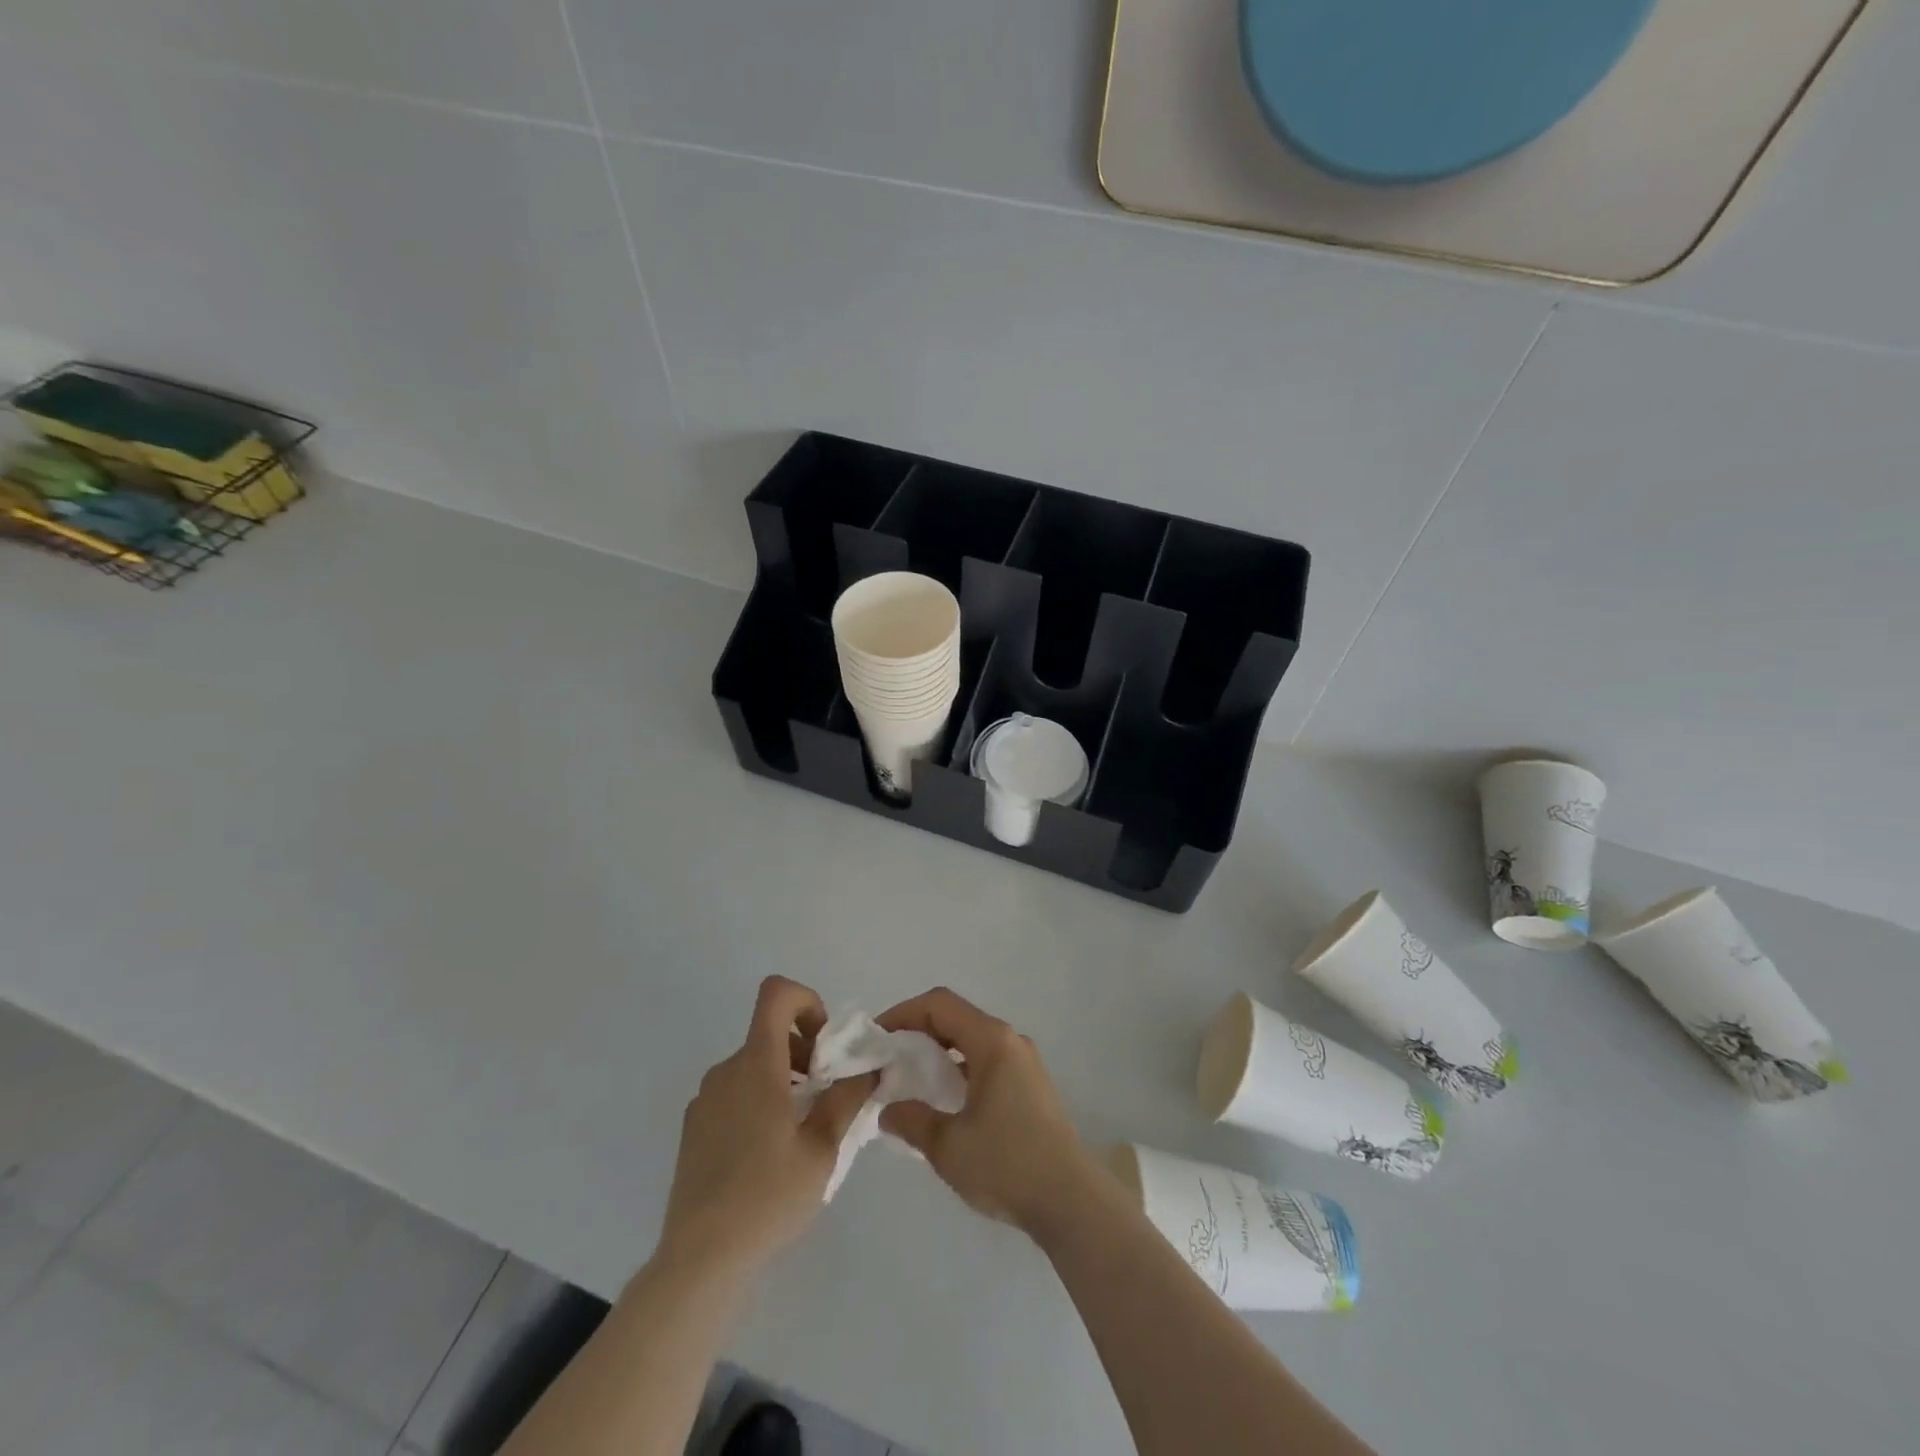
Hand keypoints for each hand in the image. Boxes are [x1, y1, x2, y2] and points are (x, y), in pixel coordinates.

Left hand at [657, 976, 873, 1278]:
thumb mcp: (823, 1148)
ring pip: (753, 1065)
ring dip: (783, 1079)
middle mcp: (726, 1070)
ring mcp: (705, 1099)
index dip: (806, 1001)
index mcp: (756, 1065)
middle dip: (804, 1051)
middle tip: (825, 1095)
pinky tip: (769, 1153)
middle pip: (769, 1033)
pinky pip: (734, 1092)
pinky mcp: (694, 1126)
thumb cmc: (768, 1197)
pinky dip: (759, 1100)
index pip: (776, 994)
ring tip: (801, 1129)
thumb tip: (869, 1066)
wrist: (701, 1258)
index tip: (824, 1044)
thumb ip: (847, 1098)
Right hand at [876, 987, 1094, 1237]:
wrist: (1071, 1201)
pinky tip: (944, 1103)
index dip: (902, 1013)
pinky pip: (986, 1062)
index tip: (876, 1038)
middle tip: (888, 1060)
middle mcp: (1010, 1041)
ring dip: (938, 1053)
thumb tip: (888, 1110)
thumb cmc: (1007, 1164)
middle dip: (917, 1033)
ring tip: (910, 1082)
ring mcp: (1024, 1063)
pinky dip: (959, 1070)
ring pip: (971, 1041)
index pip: (939, 1005)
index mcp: (992, 1041)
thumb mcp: (948, 1145)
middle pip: (956, 1018)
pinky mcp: (1031, 1086)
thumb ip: (912, 1120)